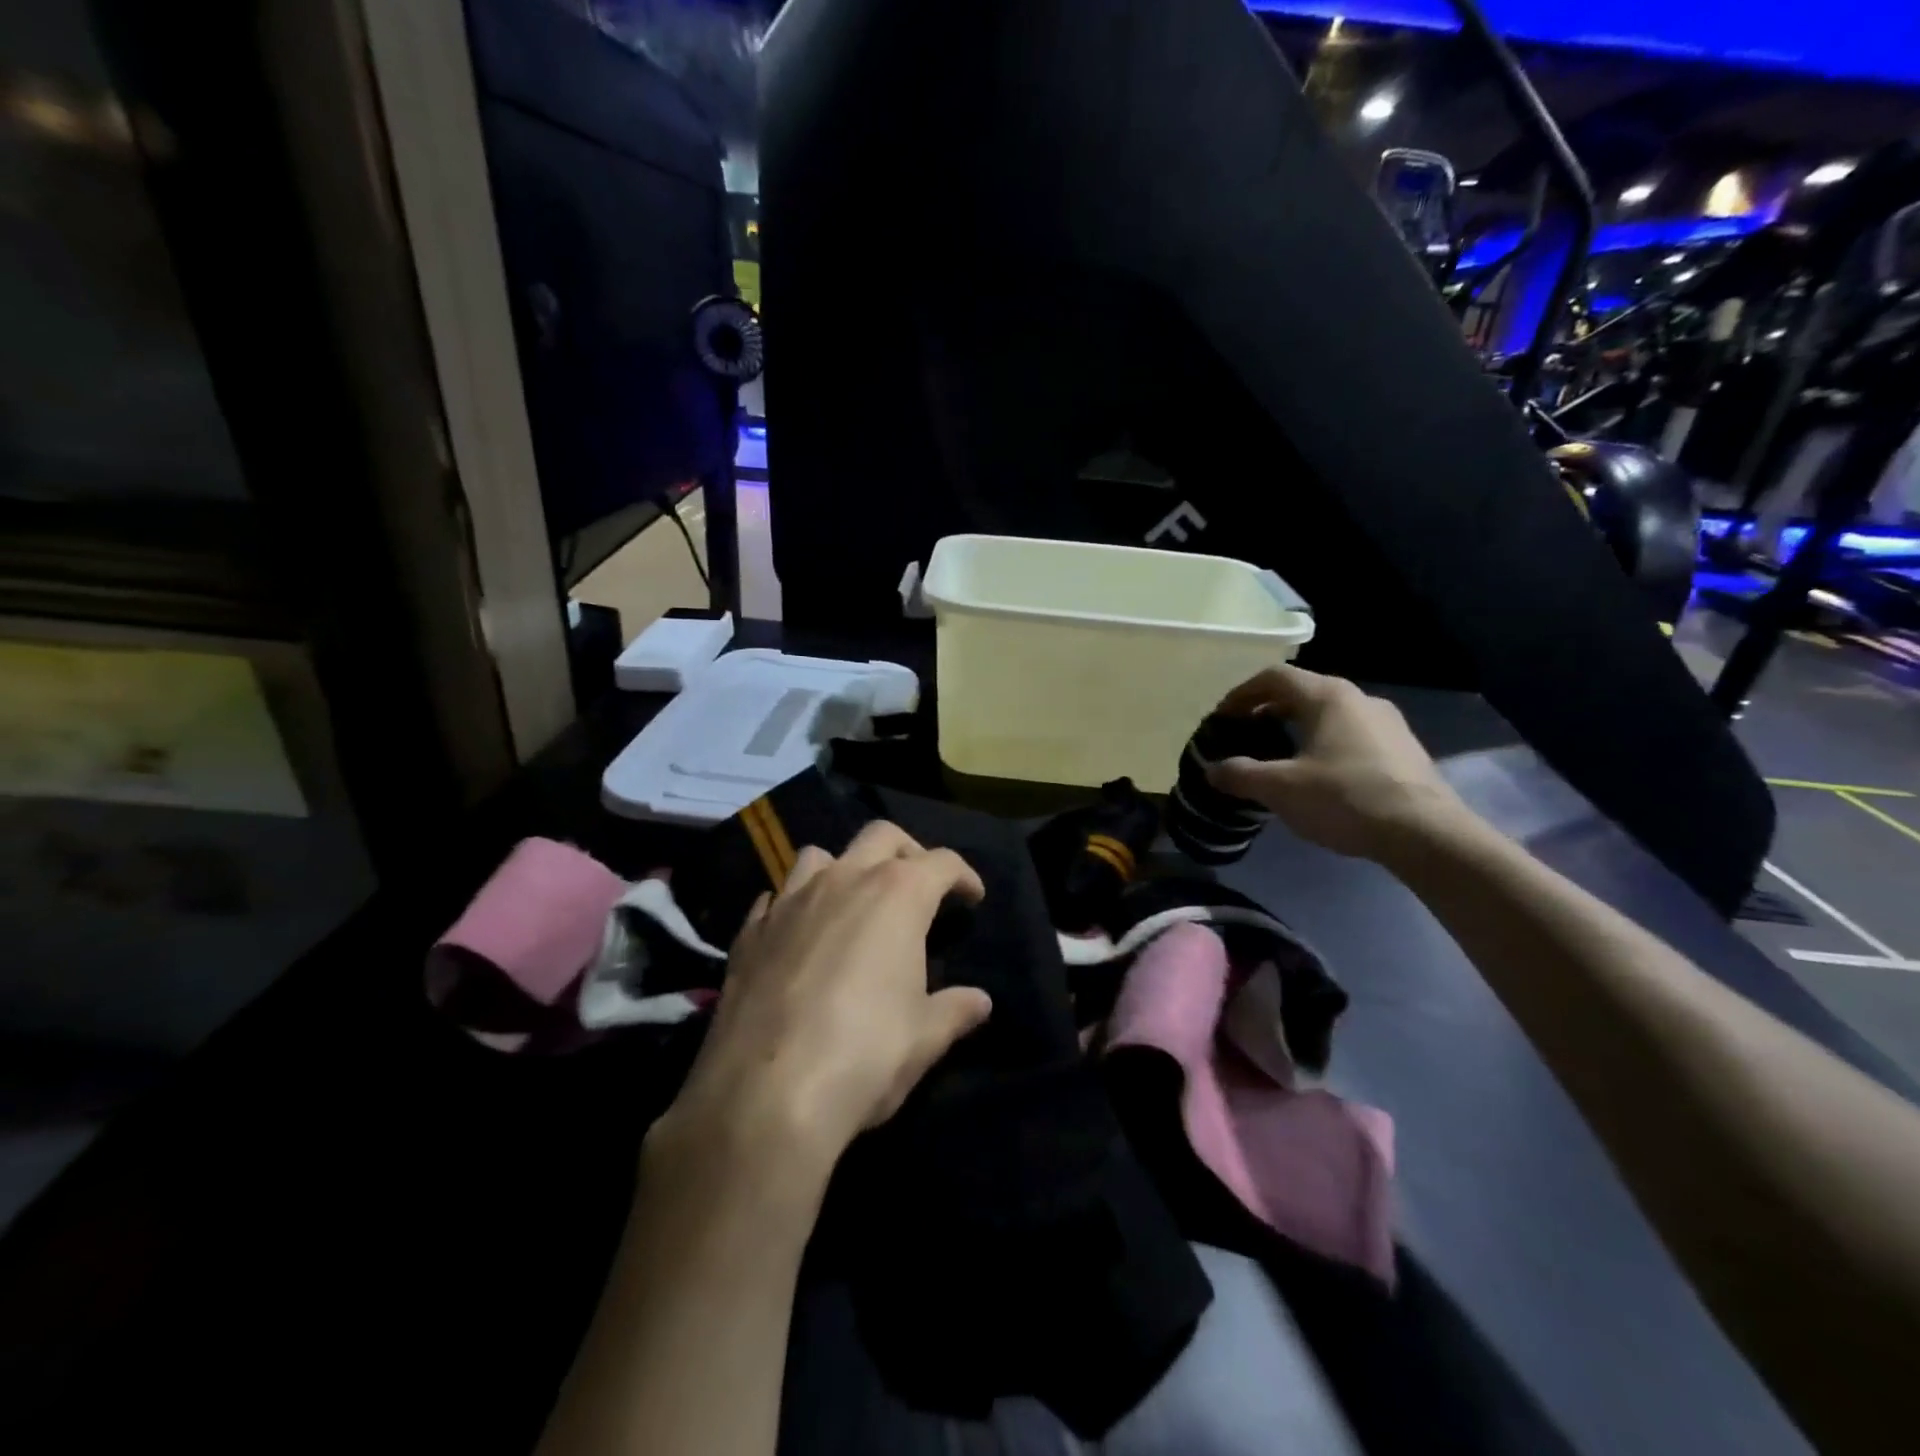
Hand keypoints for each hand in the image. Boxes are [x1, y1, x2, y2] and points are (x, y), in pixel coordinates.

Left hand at [658, 821, 992, 1188]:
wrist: (764, 1094)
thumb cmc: (865, 1055)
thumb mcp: (924, 1037)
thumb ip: (954, 1010)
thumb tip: (980, 1002)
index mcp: (897, 895)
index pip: (941, 862)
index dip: (963, 875)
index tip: (972, 897)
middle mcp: (843, 880)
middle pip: (882, 836)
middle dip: (908, 851)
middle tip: (919, 885)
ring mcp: (790, 900)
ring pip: (821, 855)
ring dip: (844, 868)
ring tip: (853, 903)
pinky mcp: (750, 931)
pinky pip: (777, 897)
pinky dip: (795, 905)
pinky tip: (799, 934)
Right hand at [1206, 665, 1467, 860]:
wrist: (1426, 833)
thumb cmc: (1345, 797)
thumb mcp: (1280, 788)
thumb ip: (1240, 774)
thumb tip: (1212, 770)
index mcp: (1328, 696)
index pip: (1274, 677)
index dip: (1241, 694)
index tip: (1222, 718)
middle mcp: (1359, 698)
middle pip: (1303, 692)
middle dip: (1267, 709)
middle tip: (1245, 734)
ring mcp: (1388, 722)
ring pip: (1329, 714)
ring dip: (1297, 727)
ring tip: (1279, 755)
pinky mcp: (1403, 749)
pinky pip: (1351, 734)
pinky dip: (1324, 743)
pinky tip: (1319, 775)